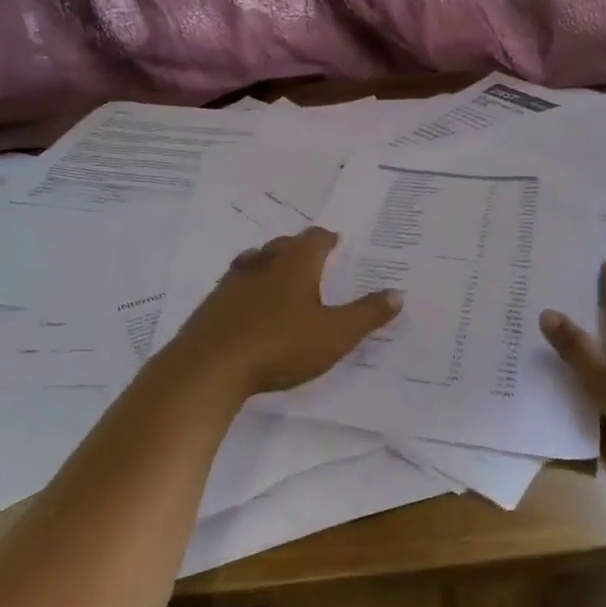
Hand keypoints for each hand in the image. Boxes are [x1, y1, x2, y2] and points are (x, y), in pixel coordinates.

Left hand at [161, 227, 401, 401]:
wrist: (209, 368)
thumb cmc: (279, 345)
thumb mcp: (335, 335)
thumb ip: (367, 314)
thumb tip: (396, 294)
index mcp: (295, 263)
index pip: (315, 238)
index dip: (328, 239)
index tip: (337, 242)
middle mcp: (263, 263)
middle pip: (284, 245)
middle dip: (300, 249)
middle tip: (315, 261)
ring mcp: (232, 282)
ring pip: (256, 262)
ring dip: (271, 266)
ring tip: (283, 279)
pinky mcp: (211, 305)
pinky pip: (236, 287)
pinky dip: (249, 290)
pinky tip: (251, 310)